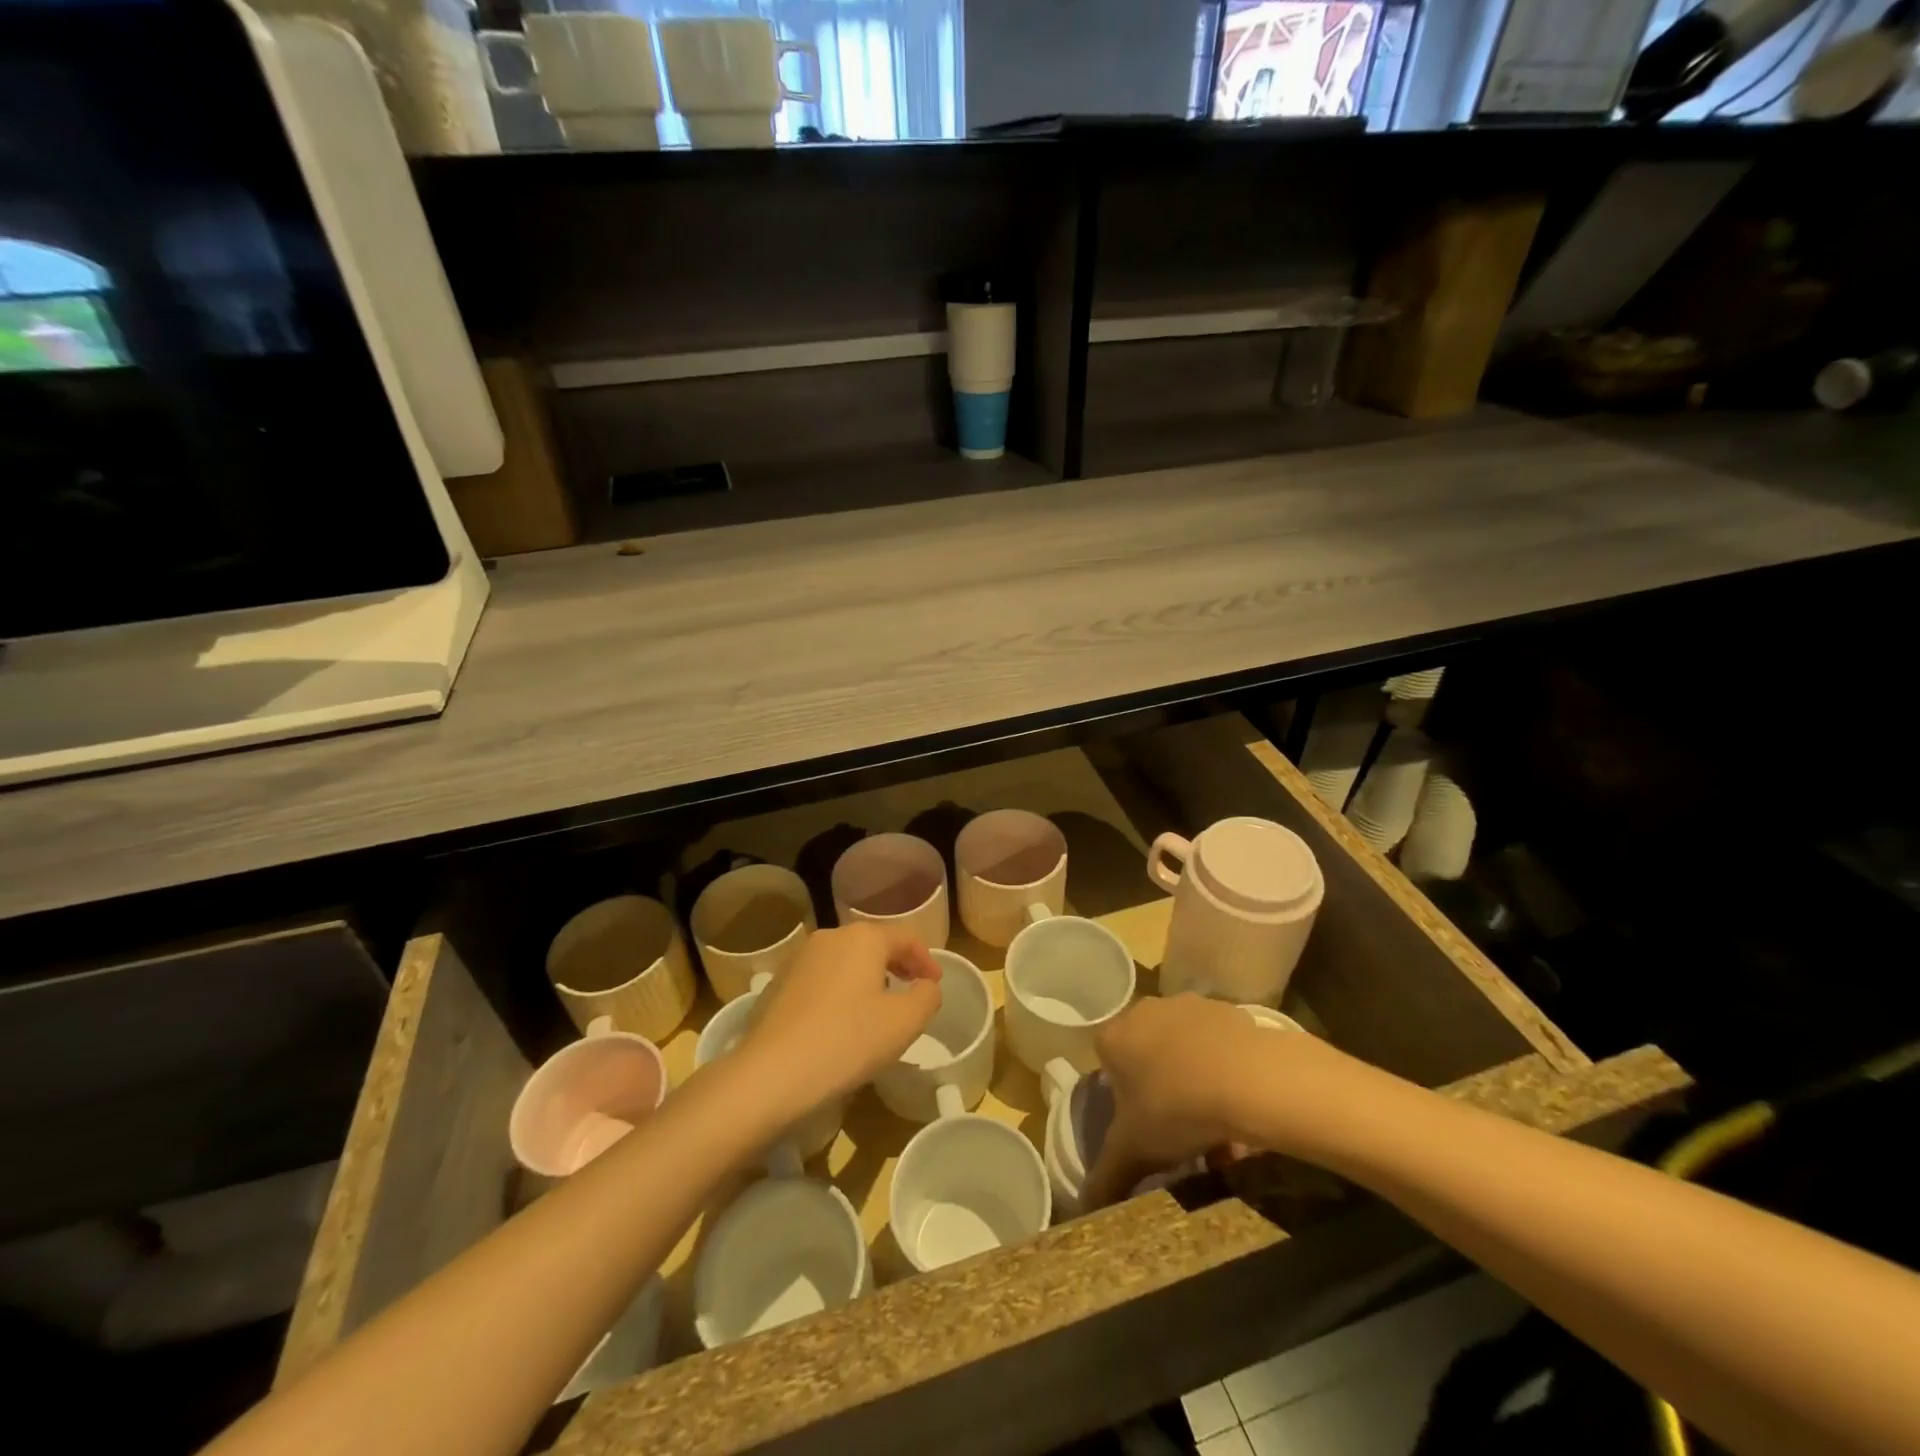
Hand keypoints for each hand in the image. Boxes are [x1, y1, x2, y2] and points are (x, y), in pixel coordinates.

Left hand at [736, 923, 941, 1116]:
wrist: (769, 1075)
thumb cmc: (847, 1041)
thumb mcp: (904, 1023)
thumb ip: (927, 997)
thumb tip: (926, 986)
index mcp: (863, 938)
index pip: (905, 937)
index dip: (926, 959)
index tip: (936, 984)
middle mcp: (829, 937)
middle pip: (873, 944)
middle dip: (896, 965)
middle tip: (912, 990)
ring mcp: (798, 959)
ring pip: (845, 961)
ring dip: (867, 978)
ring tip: (878, 1007)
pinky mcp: (777, 985)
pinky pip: (820, 980)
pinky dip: (839, 992)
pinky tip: (840, 1022)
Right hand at [1081, 995, 1267, 1208]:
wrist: (1248, 1078)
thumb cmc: (1176, 1108)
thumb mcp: (1134, 1152)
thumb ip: (1105, 1177)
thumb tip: (1082, 1210)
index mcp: (1115, 1037)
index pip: (1106, 1061)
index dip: (1121, 1095)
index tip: (1141, 1124)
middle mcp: (1146, 1011)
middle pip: (1147, 1054)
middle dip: (1160, 1089)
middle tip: (1178, 1131)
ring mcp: (1188, 1006)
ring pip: (1184, 1050)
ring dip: (1194, 1081)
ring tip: (1217, 1129)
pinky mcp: (1227, 1011)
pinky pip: (1218, 1045)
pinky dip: (1224, 1071)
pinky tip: (1241, 1107)